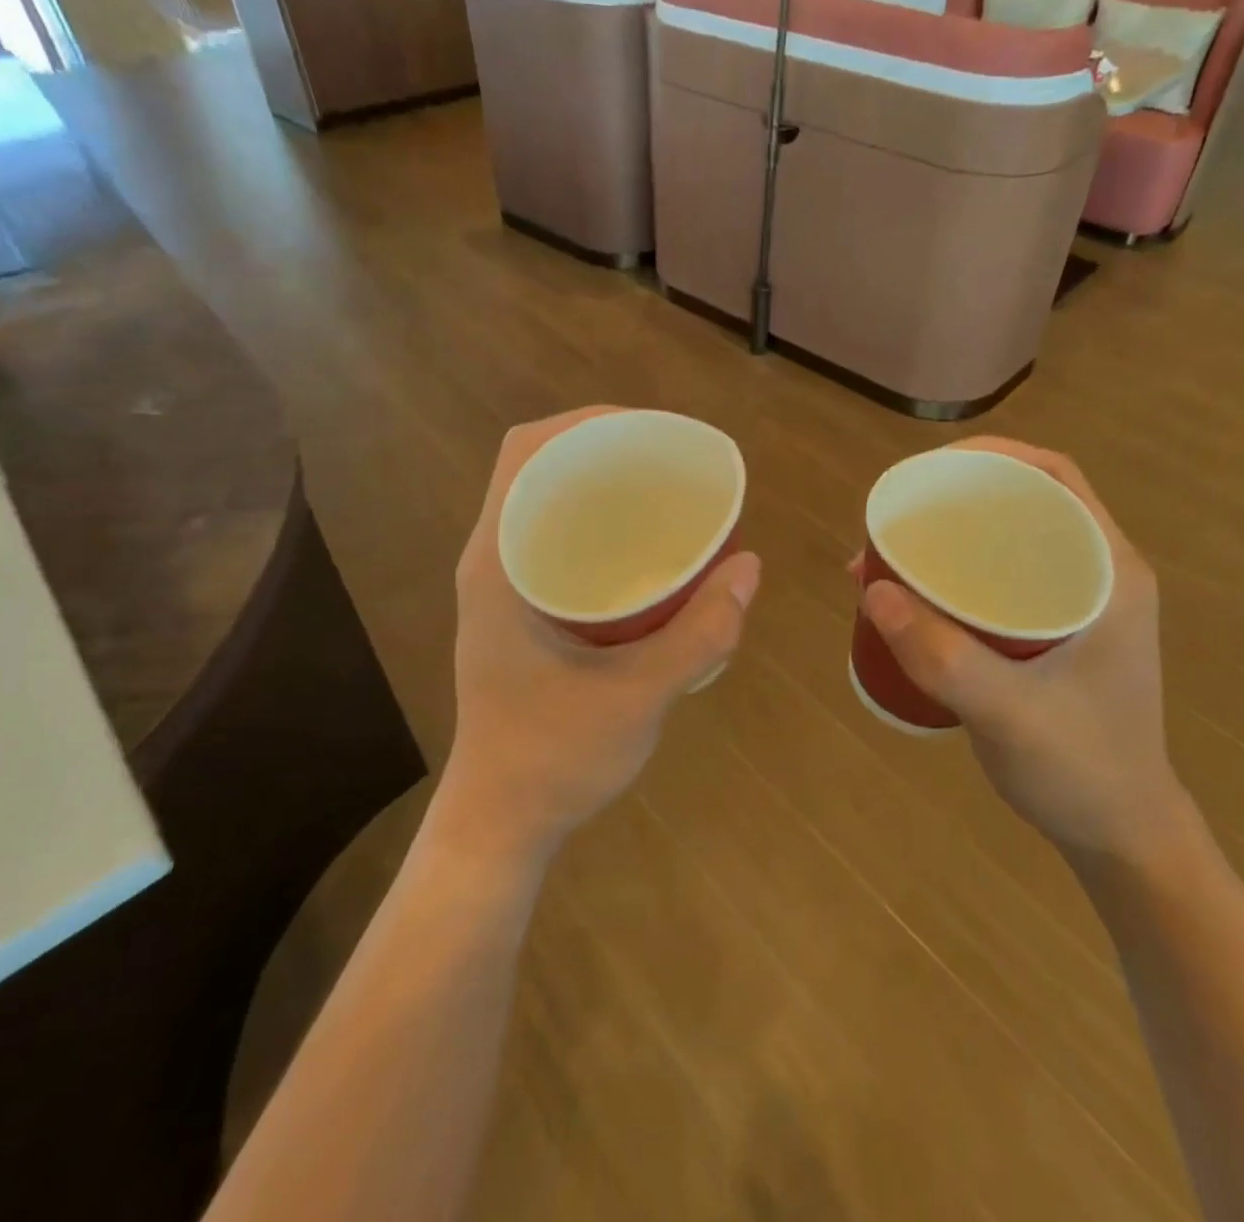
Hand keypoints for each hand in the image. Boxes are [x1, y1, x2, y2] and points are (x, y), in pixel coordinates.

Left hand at [443, 408, 762, 862]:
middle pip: (539, 466)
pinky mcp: (518, 609)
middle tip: (669, 461)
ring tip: (664, 490)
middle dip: (602, 447)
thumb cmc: (554, 758)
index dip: (584, 422)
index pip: (525, 453)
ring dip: (600, 484)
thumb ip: (700, 634)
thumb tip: (750, 566)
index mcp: (499, 563)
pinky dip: (598, 524)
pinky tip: (645, 547)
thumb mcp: (638, 695)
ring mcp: (501, 585)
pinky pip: (555, 538)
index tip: (649, 431)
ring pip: (547, 502)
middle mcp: (492, 560)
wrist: (501, 821)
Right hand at [857, 437, 1187, 864]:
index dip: (991, 456)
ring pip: (1009, 542)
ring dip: (953, 536)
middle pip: (1025, 502)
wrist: (1122, 835)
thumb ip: (941, 655)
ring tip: (891, 552)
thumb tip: (870, 585)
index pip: (1054, 478)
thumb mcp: (1008, 713)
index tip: (927, 471)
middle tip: (897, 514)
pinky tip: (914, 597)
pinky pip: (1001, 579)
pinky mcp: (1054, 631)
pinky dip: (956, 574)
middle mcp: (1097, 574)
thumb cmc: (1081, 770)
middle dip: (958, 496)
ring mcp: (1077, 603)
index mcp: (1109, 572)